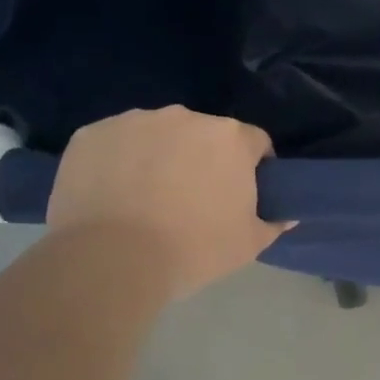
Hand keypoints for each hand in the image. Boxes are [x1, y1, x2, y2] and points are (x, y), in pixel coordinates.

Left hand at [48, 106, 289, 298]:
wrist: (110, 262)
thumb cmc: (193, 249)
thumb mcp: (248, 244)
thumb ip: (273, 223)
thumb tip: (287, 215)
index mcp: (230, 137)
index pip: (254, 142)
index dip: (252, 166)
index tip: (241, 192)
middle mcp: (186, 117)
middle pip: (204, 134)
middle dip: (203, 158)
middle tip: (192, 198)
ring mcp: (135, 121)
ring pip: (158, 134)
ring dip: (160, 155)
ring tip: (146, 197)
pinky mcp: (92, 134)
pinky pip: (115, 143)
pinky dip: (118, 160)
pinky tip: (112, 193)